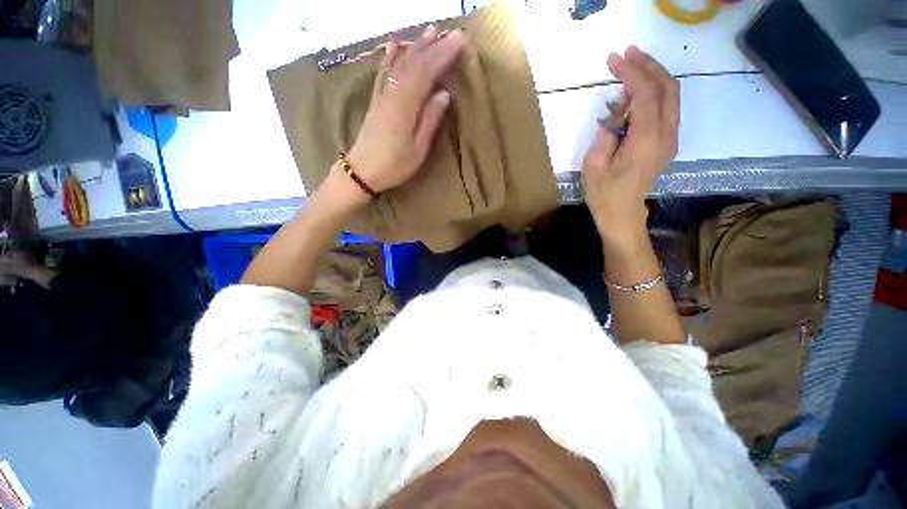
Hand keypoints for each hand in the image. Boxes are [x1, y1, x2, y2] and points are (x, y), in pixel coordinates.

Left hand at [346, 26, 466, 192]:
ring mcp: (381, 96)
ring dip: (416, 45)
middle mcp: (391, 95)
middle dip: (434, 46)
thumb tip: (444, 94)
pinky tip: (394, 43)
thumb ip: (429, 122)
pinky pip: (384, 73)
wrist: (361, 171)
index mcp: (404, 108)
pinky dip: (390, 56)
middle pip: (413, 64)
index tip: (460, 42)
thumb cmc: (393, 166)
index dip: (443, 55)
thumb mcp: (417, 151)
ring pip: (399, 64)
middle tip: (453, 33)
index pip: (425, 73)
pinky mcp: (376, 100)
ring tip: (431, 30)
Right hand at [582, 46, 678, 242]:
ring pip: (671, 94)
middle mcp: (666, 134)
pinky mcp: (668, 141)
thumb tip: (618, 109)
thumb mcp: (593, 165)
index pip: (645, 93)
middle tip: (627, 54)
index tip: (613, 59)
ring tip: (632, 64)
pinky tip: (636, 91)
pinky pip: (667, 107)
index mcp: (646, 140)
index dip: (631, 72)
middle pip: (667, 87)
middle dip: (647, 65)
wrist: (623, 215)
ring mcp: (671, 138)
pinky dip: (654, 91)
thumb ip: (606, 132)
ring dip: (654, 75)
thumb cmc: (604, 194)